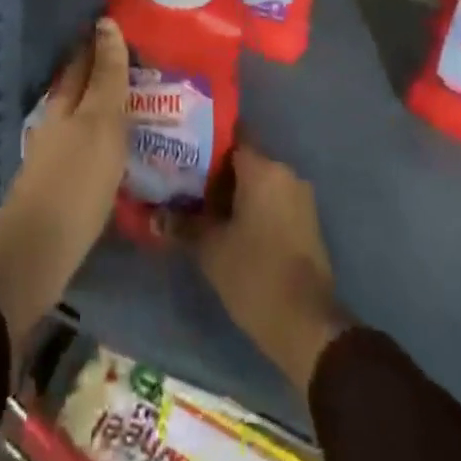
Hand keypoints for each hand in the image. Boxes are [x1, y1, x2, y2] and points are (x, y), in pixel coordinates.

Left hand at [0, 19, 129, 360]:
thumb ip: (107, 76)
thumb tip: (106, 23)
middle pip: (81, 85)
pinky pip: (86, 144)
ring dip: (104, 102)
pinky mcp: (61, 184)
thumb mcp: (101, 122)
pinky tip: (119, 144)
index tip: (126, 24)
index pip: (86, 58)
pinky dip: (103, 134)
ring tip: (137, 98)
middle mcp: (58, 120)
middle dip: (103, 69)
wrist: (36, 254)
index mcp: (66, 101)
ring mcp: (56, 153)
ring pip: (82, 114)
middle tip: (139, 59)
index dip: (103, 41)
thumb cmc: (75, 181)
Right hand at [166, 141, 343, 392]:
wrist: (306, 323)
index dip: (206, 143)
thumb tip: (154, 216)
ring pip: (260, 182)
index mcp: (263, 168)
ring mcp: (300, 197)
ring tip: (203, 208)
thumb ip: (183, 225)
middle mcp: (285, 173)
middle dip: (217, 172)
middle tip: (186, 184)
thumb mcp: (211, 249)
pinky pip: (274, 201)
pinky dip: (253, 207)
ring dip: (235, 193)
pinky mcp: (306, 221)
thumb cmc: (254, 273)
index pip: (232, 136)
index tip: (183, 152)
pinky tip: (230, 227)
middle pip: (245, 160)